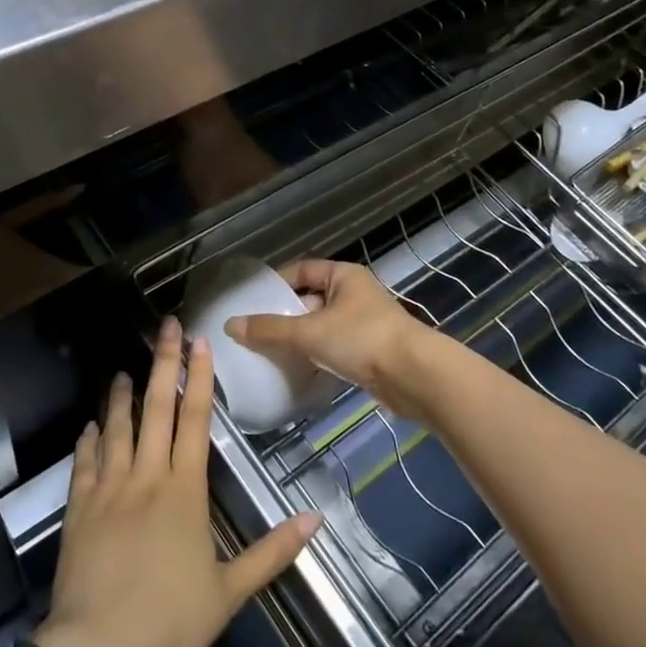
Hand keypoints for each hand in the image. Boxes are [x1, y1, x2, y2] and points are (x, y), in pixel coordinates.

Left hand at [34, 320, 320, 646]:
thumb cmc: (171, 623)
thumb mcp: (230, 590)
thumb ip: (272, 551)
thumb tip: (316, 518)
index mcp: (185, 491)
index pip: (196, 420)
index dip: (200, 377)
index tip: (200, 342)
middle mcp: (147, 477)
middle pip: (156, 409)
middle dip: (163, 364)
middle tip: (165, 327)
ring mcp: (109, 489)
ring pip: (117, 428)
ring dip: (121, 396)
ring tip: (124, 371)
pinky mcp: (79, 508)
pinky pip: (85, 462)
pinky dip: (89, 440)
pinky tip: (91, 426)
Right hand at [224, 259, 444, 424]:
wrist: (415, 376)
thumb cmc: (362, 340)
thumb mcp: (309, 332)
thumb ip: (269, 329)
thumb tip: (230, 325)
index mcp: (343, 276)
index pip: (302, 270)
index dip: (277, 283)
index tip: (253, 303)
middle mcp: (355, 293)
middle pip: (311, 298)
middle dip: (286, 315)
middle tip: (257, 332)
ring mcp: (365, 323)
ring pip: (323, 325)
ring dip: (301, 339)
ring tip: (272, 353)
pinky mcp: (371, 351)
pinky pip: (336, 348)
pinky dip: (318, 356)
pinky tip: (300, 371)